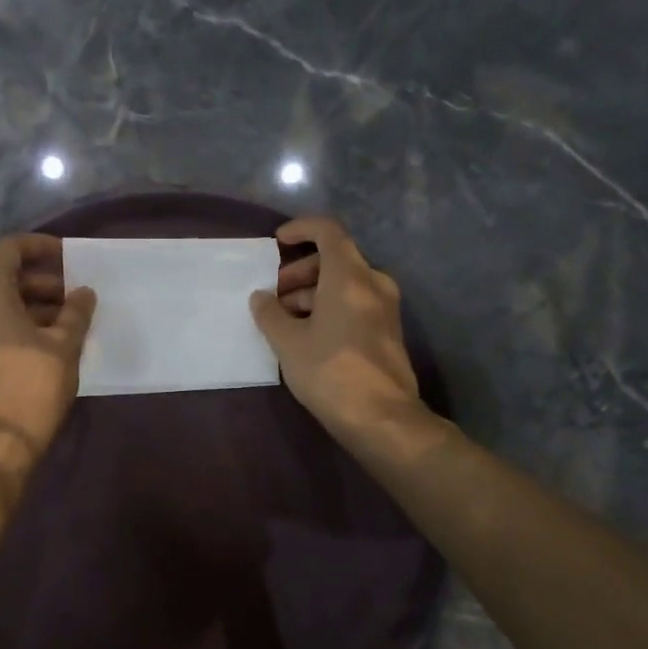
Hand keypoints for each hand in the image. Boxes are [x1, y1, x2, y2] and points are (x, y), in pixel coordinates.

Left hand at [0, 233, 96, 456]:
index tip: (68, 257)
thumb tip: (84, 293)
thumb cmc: (33, 383)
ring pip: (3, 304)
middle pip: (8, 278)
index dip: (40, 246)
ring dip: (36, 306)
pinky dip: (22, 324)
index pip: (11, 249)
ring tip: (71, 321)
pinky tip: (52, 341)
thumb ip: (76, 311)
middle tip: (77, 297)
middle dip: (45, 282)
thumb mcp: (64, 344)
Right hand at [250, 217, 424, 447]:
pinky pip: (354, 302)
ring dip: (311, 292)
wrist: (382, 419)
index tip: (276, 242)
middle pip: (334, 258)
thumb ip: (270, 314)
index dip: (300, 229)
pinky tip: (307, 334)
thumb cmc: (330, 372)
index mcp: (349, 276)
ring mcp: (385, 307)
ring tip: (284, 320)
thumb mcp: (288, 342)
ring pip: (344, 283)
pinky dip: (329, 307)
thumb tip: (260, 298)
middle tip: (274, 295)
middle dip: (299, 270)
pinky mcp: (387, 330)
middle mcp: (372, 283)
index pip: (327, 231)